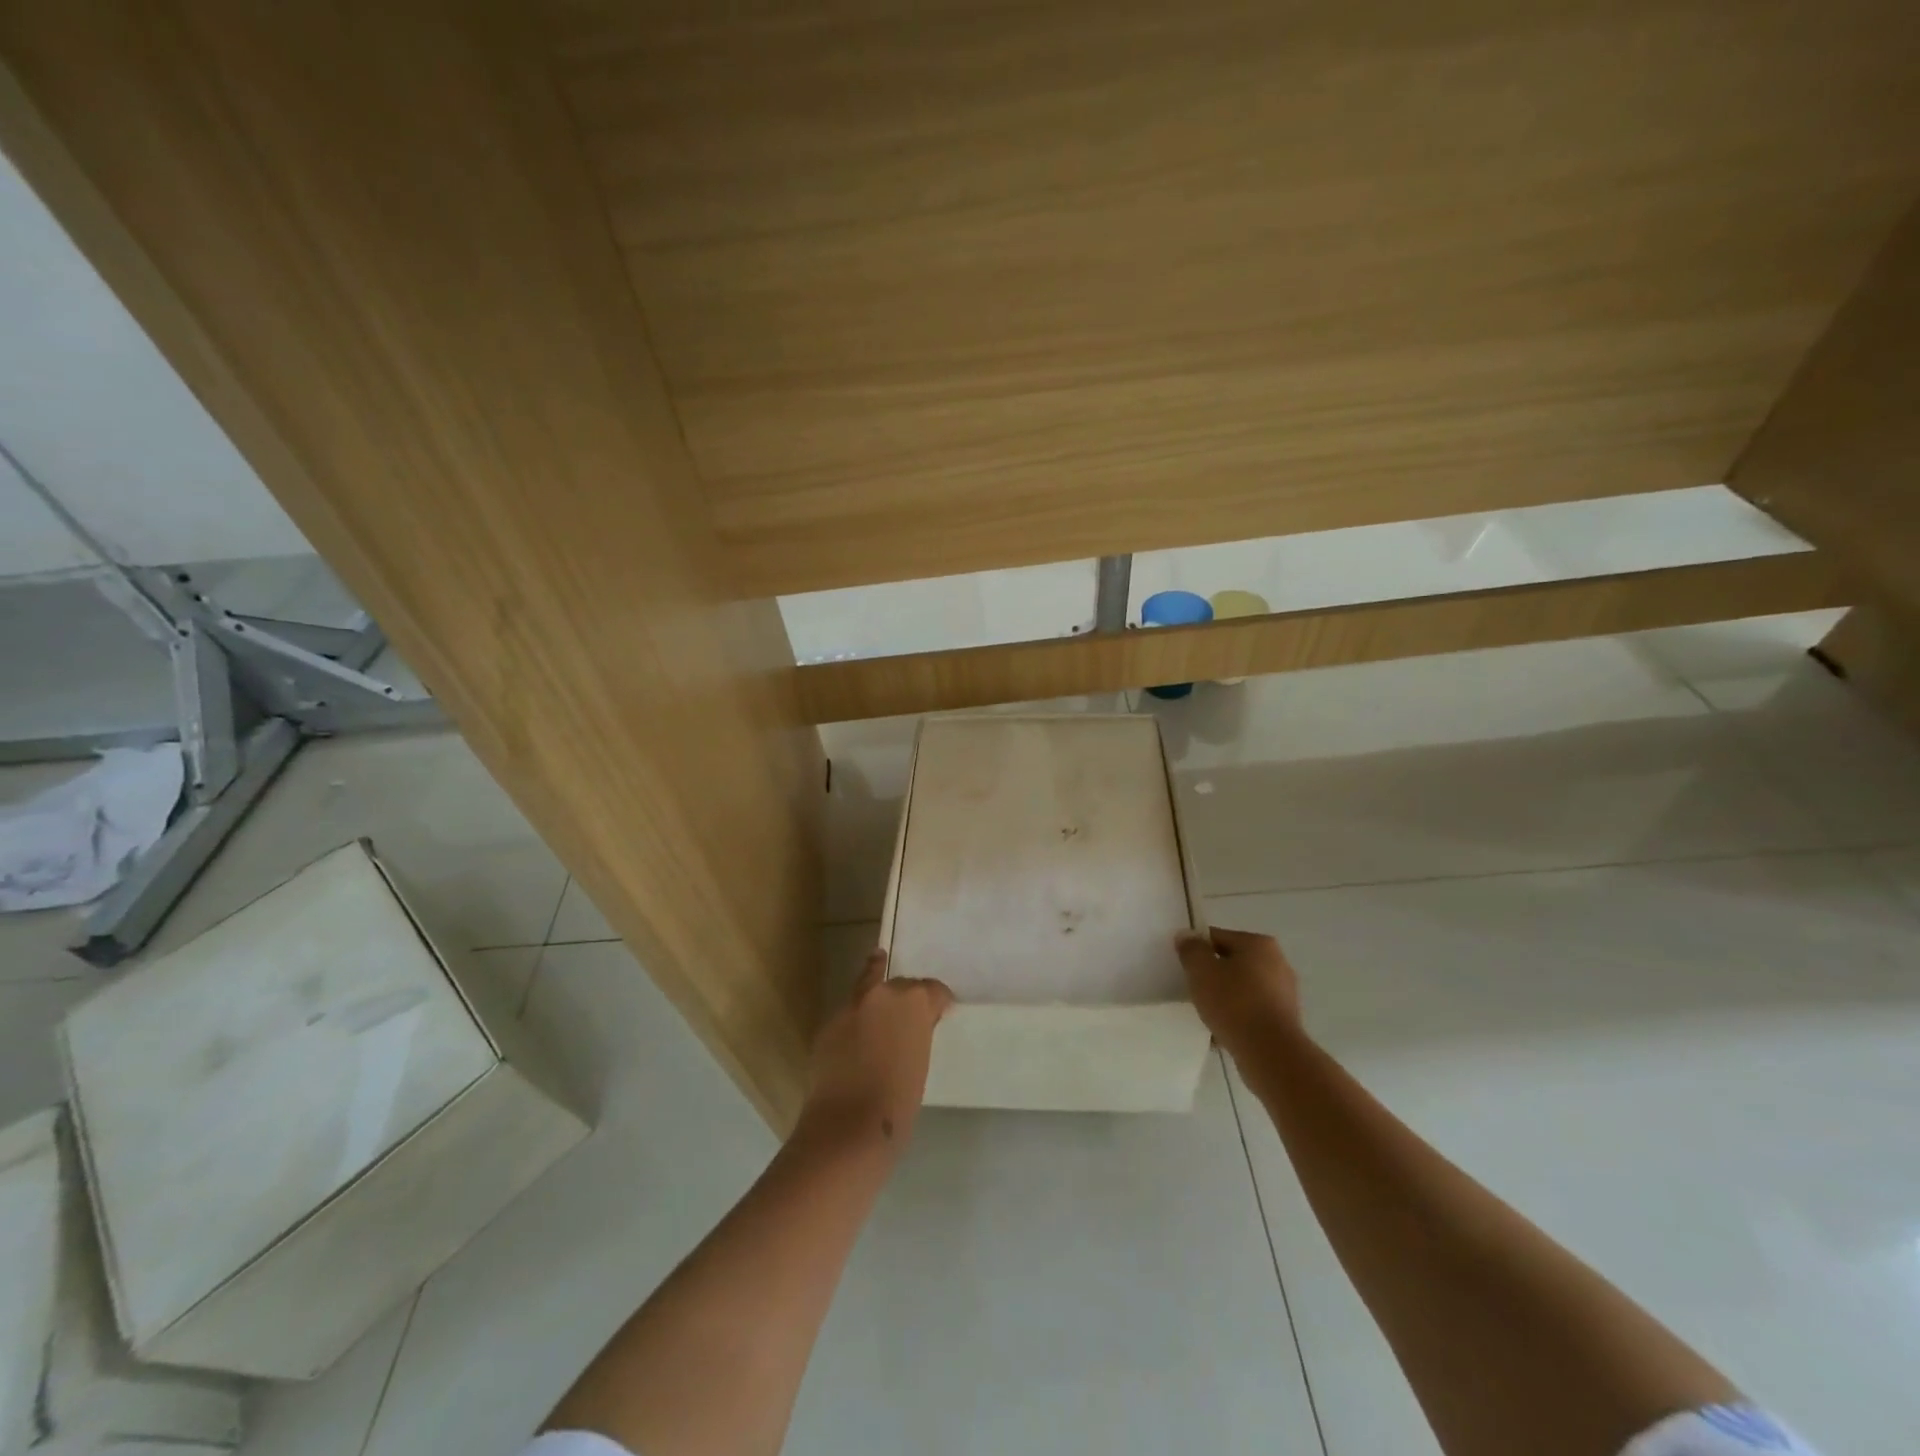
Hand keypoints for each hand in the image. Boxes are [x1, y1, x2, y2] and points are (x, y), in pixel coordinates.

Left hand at [801, 949, 952, 1150]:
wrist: (847, 1127)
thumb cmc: (898, 1102)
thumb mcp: (921, 1062)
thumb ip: (918, 1034)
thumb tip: (912, 1030)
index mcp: (914, 1002)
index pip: (933, 989)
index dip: (937, 1002)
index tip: (939, 1014)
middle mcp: (882, 994)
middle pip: (899, 984)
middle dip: (905, 998)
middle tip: (908, 1019)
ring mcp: (851, 1007)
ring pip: (868, 993)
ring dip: (876, 1006)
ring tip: (881, 1027)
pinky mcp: (827, 1025)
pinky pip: (849, 1018)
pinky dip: (856, 1026)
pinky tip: (858, 1047)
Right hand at [1175, 926, 1301, 1058]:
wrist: (1271, 1053)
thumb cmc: (1234, 1003)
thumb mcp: (1201, 971)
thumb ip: (1191, 949)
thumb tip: (1186, 936)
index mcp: (1258, 943)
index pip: (1217, 937)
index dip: (1197, 950)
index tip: (1184, 968)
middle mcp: (1277, 962)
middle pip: (1232, 962)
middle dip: (1213, 975)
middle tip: (1194, 991)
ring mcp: (1285, 992)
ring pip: (1243, 988)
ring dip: (1226, 998)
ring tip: (1207, 1014)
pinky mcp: (1286, 1019)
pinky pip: (1254, 1011)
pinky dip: (1239, 1017)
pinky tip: (1224, 1032)